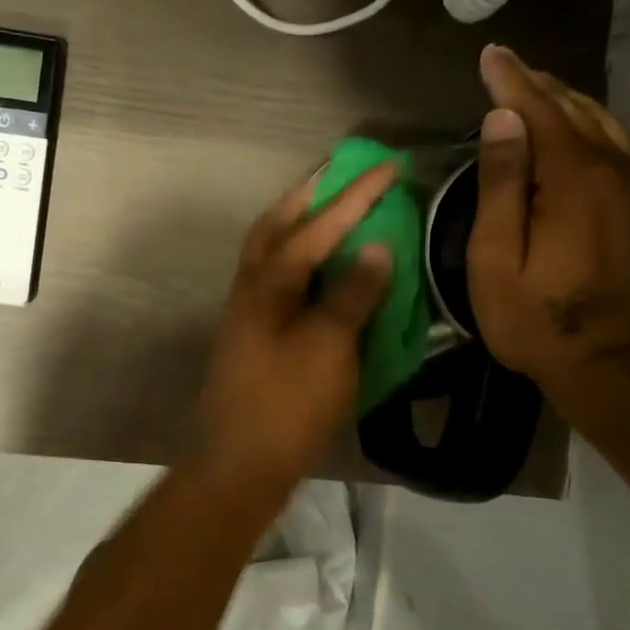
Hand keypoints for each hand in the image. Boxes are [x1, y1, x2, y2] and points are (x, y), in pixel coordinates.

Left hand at [199, 166, 396, 485]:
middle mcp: (250, 287)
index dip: (355, 196)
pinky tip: (318, 266)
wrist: (240, 463)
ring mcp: (245, 310)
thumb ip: (352, 295)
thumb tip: (376, 248)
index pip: (316, 227)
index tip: (389, 166)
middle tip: (343, 173)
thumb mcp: (329, 349)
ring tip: (332, 208)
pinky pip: (274, 275)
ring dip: (299, 222)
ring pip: (268, 249)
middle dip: (311, 194)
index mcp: (268, 284)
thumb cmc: (287, 406)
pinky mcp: (251, 333)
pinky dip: (297, 257)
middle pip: (276, 224)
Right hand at [467, 45, 629, 395]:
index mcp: (573, 180)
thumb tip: (502, 120)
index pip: (539, 111)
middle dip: (540, 86)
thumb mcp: (498, 260)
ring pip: (607, 128)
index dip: (511, 81)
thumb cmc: (540, 320)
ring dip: (571, 105)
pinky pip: (625, 153)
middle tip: (511, 69)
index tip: (492, 54)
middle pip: (577, 111)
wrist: (620, 367)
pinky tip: (581, 138)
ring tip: (541, 94)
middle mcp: (617, 171)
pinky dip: (596, 133)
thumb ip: (501, 186)